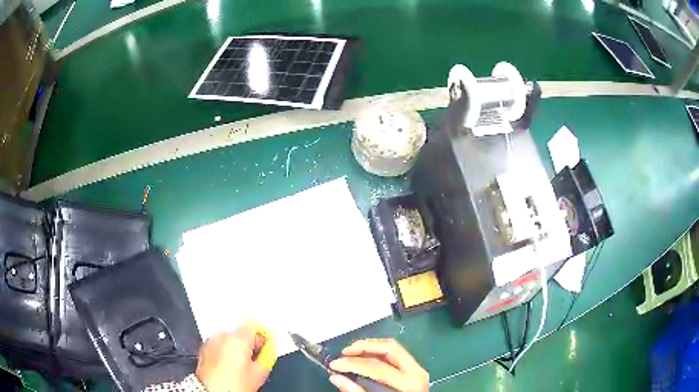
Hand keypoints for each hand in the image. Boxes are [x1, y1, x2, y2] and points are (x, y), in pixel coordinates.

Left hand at [195, 320, 275, 391]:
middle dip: (250, 344)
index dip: (263, 334)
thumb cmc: (232, 385)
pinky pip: (220, 345)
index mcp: (238, 338)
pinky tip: (229, 366)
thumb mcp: (259, 373)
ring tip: (241, 365)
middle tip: (255, 359)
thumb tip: (270, 349)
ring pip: (230, 339)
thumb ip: (268, 356)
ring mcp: (211, 341)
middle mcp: (223, 335)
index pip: (254, 324)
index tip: (267, 344)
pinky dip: (225, 351)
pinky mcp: (204, 348)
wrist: (211, 391)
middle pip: (241, 332)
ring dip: (237, 348)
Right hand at [328, 339, 428, 391]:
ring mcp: (417, 369)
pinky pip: (396, 355)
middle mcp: (416, 371)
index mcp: (408, 382)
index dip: (352, 363)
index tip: (334, 365)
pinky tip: (366, 358)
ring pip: (393, 348)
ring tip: (352, 353)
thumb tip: (336, 377)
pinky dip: (378, 353)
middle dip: (364, 347)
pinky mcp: (415, 370)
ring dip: (370, 347)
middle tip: (345, 352)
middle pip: (389, 348)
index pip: (376, 366)